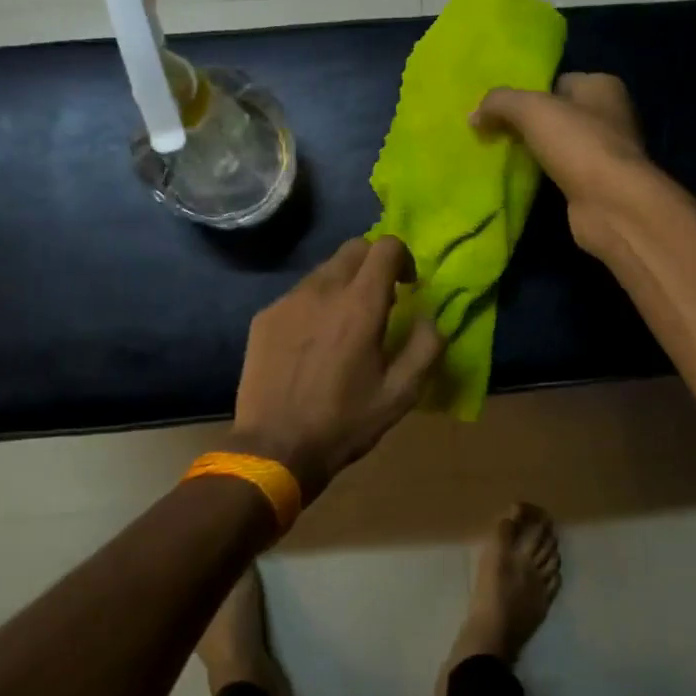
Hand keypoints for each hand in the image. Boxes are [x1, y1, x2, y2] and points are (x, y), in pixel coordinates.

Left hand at [230, 236, 443, 500]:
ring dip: (343, 284)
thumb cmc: (344, 423)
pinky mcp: (265, 317)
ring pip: (324, 271)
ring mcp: (288, 301)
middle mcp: (322, 291)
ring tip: (344, 325)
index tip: (407, 286)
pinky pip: (298, 294)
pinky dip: (315, 304)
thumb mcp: (401, 394)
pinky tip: (313, 342)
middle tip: (380, 301)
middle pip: (354, 249)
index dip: (403, 258)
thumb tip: (429, 318)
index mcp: (360, 305)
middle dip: (373, 265)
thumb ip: (425, 347)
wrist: (275, 448)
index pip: (386, 247)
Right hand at [472, 72, 649, 253]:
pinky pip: (561, 173)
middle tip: (494, 132)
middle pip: (557, 114)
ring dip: (534, 152)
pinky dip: (543, 176)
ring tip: (500, 156)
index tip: (499, 108)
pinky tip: (521, 180)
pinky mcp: (596, 185)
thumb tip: (473, 115)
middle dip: (527, 124)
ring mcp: (605, 153)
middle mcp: (610, 116)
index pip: (558, 81)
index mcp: (602, 87)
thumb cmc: (578, 144)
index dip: (528, 92)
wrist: (611, 204)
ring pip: (558, 145)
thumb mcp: (531, 109)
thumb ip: (499, 103)